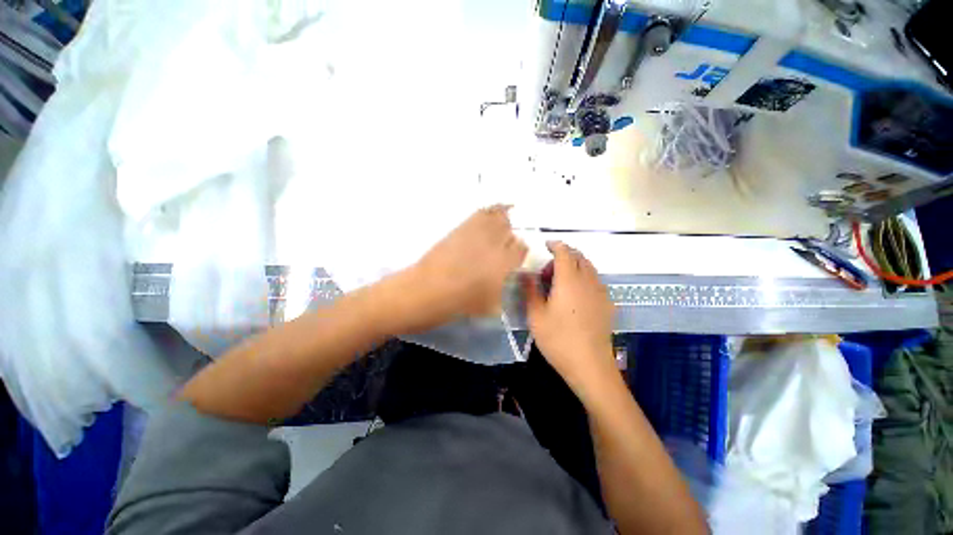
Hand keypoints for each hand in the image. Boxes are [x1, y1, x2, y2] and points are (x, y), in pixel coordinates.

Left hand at [397, 205, 527, 333]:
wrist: (426, 291)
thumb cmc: (458, 304)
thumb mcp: (488, 305)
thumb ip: (501, 291)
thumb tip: (504, 279)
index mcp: (504, 265)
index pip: (521, 248)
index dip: (519, 251)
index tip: (514, 257)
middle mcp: (495, 245)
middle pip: (510, 231)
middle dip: (509, 238)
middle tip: (503, 247)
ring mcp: (477, 234)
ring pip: (498, 218)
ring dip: (502, 221)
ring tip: (499, 227)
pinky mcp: (461, 228)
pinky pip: (480, 213)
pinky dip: (488, 212)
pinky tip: (488, 215)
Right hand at [523, 241, 616, 392]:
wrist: (590, 366)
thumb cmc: (558, 339)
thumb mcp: (536, 316)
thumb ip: (530, 290)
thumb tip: (525, 274)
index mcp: (569, 280)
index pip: (565, 252)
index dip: (555, 245)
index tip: (546, 245)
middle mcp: (588, 281)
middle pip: (579, 257)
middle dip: (564, 256)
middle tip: (548, 272)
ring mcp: (601, 292)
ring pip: (589, 268)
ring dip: (575, 266)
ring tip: (560, 283)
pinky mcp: (607, 304)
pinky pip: (595, 281)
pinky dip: (584, 278)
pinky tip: (575, 296)